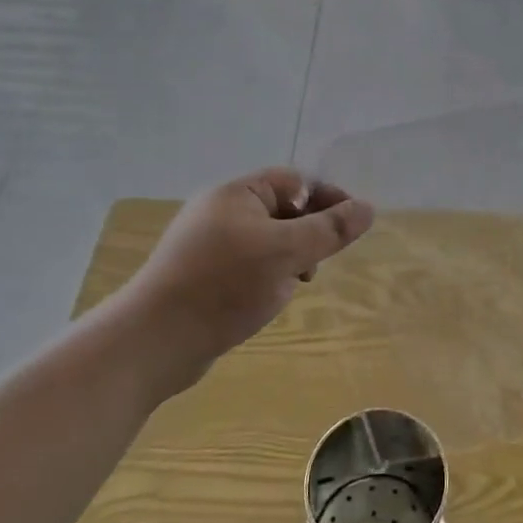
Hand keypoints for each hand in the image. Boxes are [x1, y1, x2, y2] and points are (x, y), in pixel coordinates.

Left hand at [111, 168, 374, 379]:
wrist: (154, 341)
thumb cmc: (225, 285)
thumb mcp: (287, 253)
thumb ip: (330, 229)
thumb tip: (368, 208)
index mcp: (237, 193)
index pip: (295, 182)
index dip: (328, 199)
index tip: (352, 228)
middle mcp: (220, 211)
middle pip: (282, 210)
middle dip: (308, 234)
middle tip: (317, 264)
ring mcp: (208, 245)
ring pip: (267, 241)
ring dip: (289, 259)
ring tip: (292, 286)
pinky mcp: (201, 276)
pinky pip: (247, 264)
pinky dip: (266, 276)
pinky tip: (266, 301)